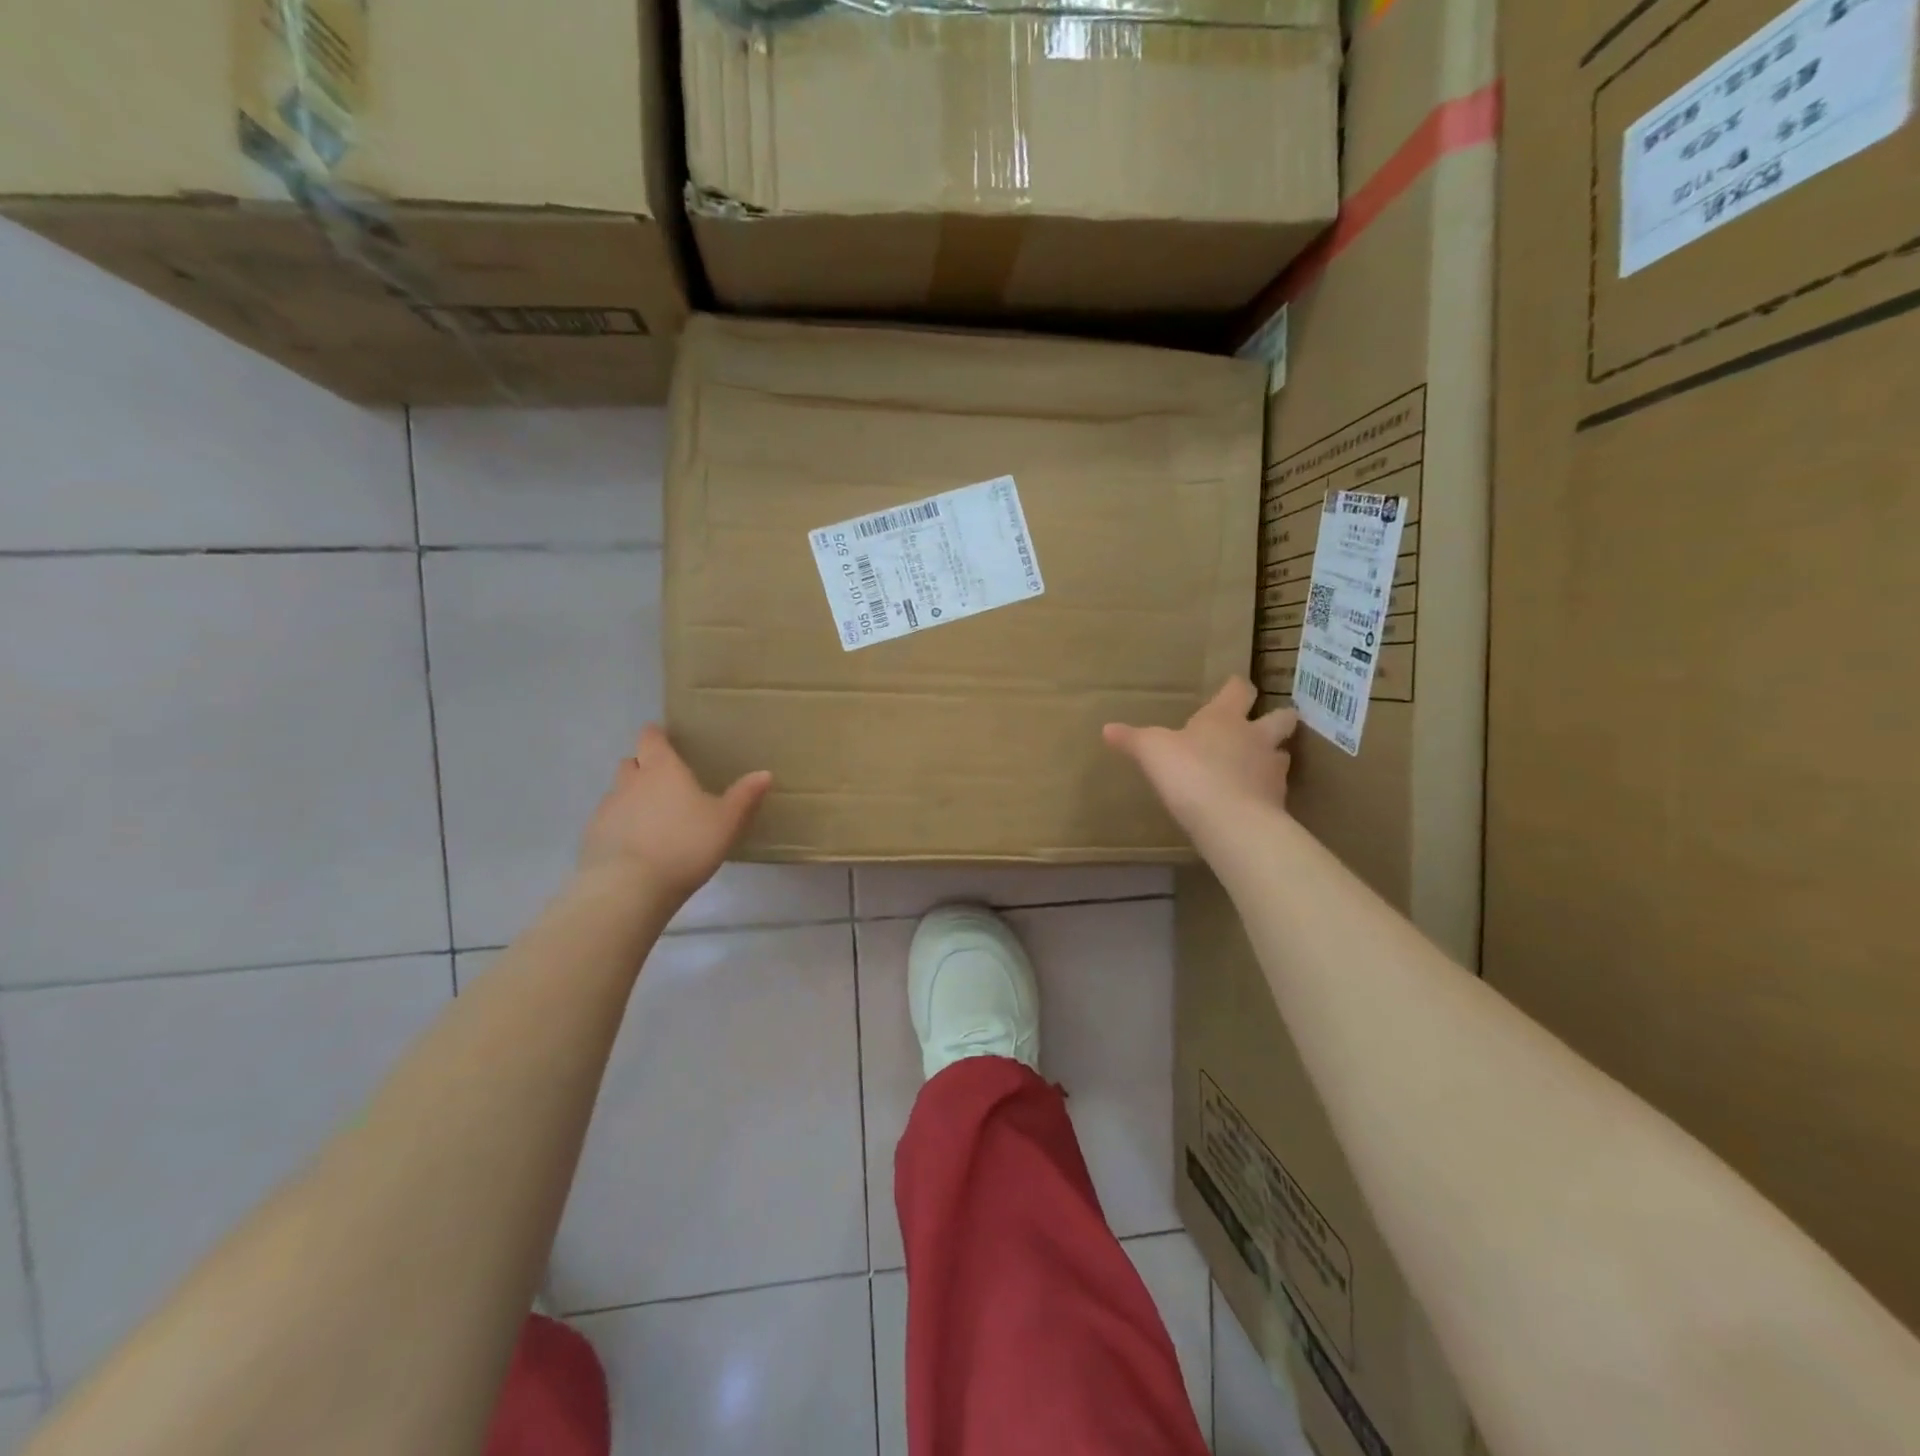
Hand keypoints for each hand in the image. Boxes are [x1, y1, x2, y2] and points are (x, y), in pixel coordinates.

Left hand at [577, 726, 772, 905]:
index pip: (651, 738)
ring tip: (652, 818)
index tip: (665, 740)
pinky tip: (636, 845)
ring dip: (632, 798)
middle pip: (632, 762)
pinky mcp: (592, 836)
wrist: (630, 886)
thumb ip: (744, 796)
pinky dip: (620, 825)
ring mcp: (607, 808)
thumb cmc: (685, 844)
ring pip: (618, 792)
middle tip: (665, 782)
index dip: (657, 736)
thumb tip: (765, 773)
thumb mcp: (726, 821)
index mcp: (663, 769)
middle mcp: (631, 781)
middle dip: (644, 766)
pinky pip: (608, 821)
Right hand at [1102, 678, 1297, 836]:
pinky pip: (1275, 791)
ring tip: (1258, 765)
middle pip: (1281, 717)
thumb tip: (1107, 729)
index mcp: (1225, 717)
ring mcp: (1271, 770)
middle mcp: (1255, 737)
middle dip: (1277, 717)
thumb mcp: (1150, 751)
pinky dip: (1265, 793)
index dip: (1236, 687)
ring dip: (1272, 756)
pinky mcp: (1277, 802)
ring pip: (1282, 754)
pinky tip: (1250, 801)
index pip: (1239, 690)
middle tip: (1265, 723)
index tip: (1234, 686)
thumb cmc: (1189, 772)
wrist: (1230, 821)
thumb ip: (1132, 739)